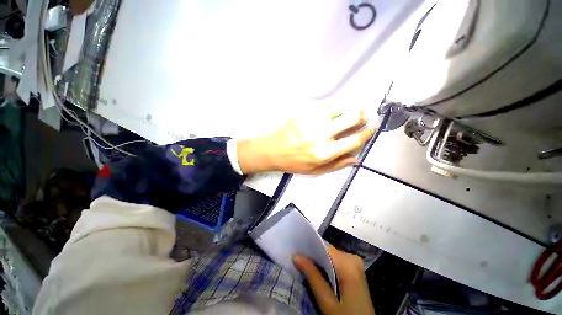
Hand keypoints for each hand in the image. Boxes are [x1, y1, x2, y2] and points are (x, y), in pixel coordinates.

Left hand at [237, 110, 373, 173]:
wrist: (271, 150)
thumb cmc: (293, 163)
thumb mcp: (314, 171)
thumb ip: (336, 165)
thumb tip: (355, 158)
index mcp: (324, 153)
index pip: (353, 140)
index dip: (366, 134)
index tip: (371, 130)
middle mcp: (321, 135)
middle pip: (351, 118)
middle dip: (362, 116)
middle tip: (362, 118)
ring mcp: (312, 121)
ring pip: (339, 108)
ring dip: (349, 109)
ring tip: (350, 113)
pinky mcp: (304, 113)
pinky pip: (325, 106)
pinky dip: (334, 109)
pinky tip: (333, 113)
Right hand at [293, 243, 375, 314]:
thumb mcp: (327, 302)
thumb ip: (312, 277)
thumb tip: (295, 256)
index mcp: (348, 264)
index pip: (324, 246)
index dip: (309, 246)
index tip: (295, 249)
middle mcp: (353, 258)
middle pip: (328, 250)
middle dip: (313, 254)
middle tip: (297, 260)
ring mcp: (355, 263)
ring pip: (331, 254)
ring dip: (318, 260)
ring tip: (304, 265)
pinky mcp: (354, 268)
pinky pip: (336, 260)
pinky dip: (326, 264)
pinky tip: (318, 271)